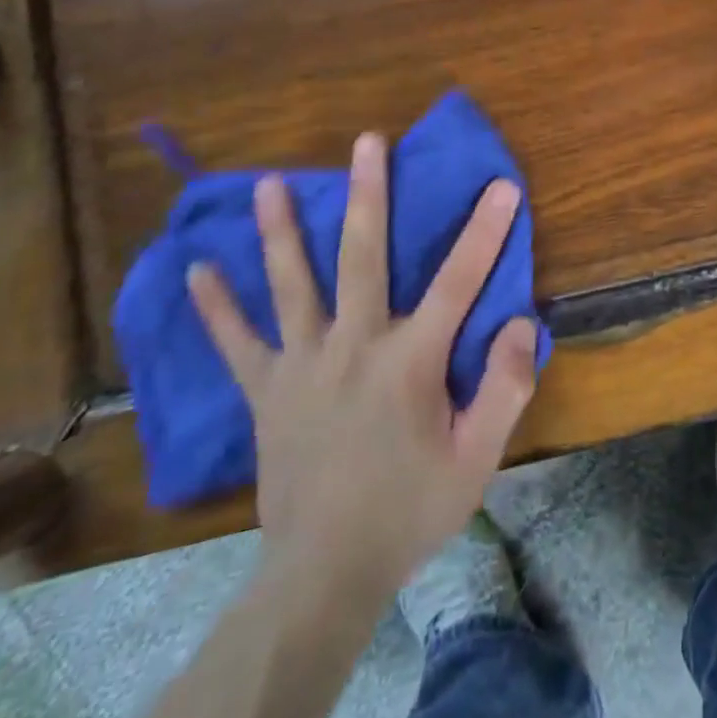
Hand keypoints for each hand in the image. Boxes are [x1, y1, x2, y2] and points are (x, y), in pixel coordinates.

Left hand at [188, 135, 538, 597]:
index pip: (459, 281)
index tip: (501, 185)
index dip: (485, 230)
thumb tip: (520, 323)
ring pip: (292, 286)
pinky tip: (196, 271)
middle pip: (363, 257)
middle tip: (367, 142)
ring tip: (268, 184)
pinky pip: (237, 344)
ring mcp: (303, 366)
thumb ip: (503, 388)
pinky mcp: (267, 393)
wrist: (324, 575)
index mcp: (410, 361)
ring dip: (280, 232)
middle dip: (368, 194)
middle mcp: (354, 346)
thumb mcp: (477, 458)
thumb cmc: (410, 510)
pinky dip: (216, 308)